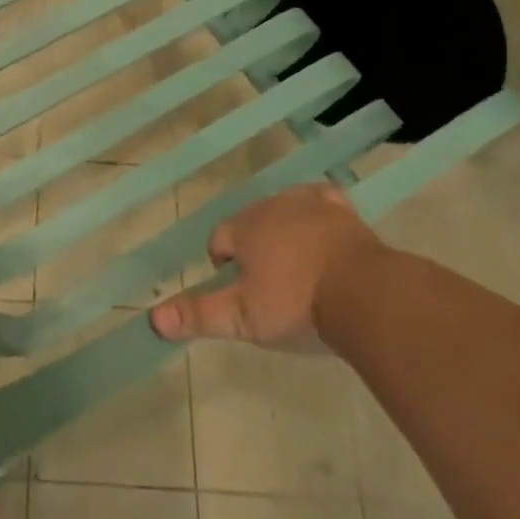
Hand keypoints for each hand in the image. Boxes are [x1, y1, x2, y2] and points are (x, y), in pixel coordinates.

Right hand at [151, 182, 381, 352]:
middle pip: (250, 220)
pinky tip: (322, 226)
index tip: (237, 290)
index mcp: (245, 228)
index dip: (222, 262)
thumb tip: (153, 320)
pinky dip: (317, 210)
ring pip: (284, 208)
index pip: (219, 237)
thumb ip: (198, 315)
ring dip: (282, 228)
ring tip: (292, 263)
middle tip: (266, 283)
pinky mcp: (343, 212)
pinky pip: (321, 199)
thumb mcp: (242, 318)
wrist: (366, 296)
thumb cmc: (297, 305)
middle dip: (252, 245)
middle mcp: (272, 207)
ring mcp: (311, 205)